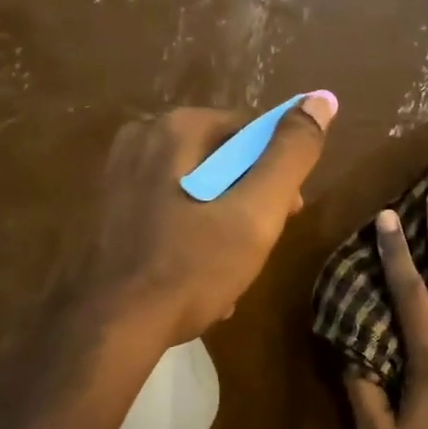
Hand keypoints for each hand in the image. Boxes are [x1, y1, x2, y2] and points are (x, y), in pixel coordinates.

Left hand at [78, 96, 336, 345]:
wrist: (106, 330)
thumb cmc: (189, 267)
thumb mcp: (256, 212)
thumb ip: (291, 154)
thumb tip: (322, 99)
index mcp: (176, 128)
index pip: (251, 133)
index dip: (278, 173)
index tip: (288, 216)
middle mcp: (141, 139)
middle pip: (222, 161)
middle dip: (248, 203)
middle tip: (258, 248)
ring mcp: (116, 176)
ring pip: (195, 190)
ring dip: (221, 225)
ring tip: (229, 272)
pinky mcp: (105, 210)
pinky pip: (166, 212)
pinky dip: (188, 237)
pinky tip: (196, 279)